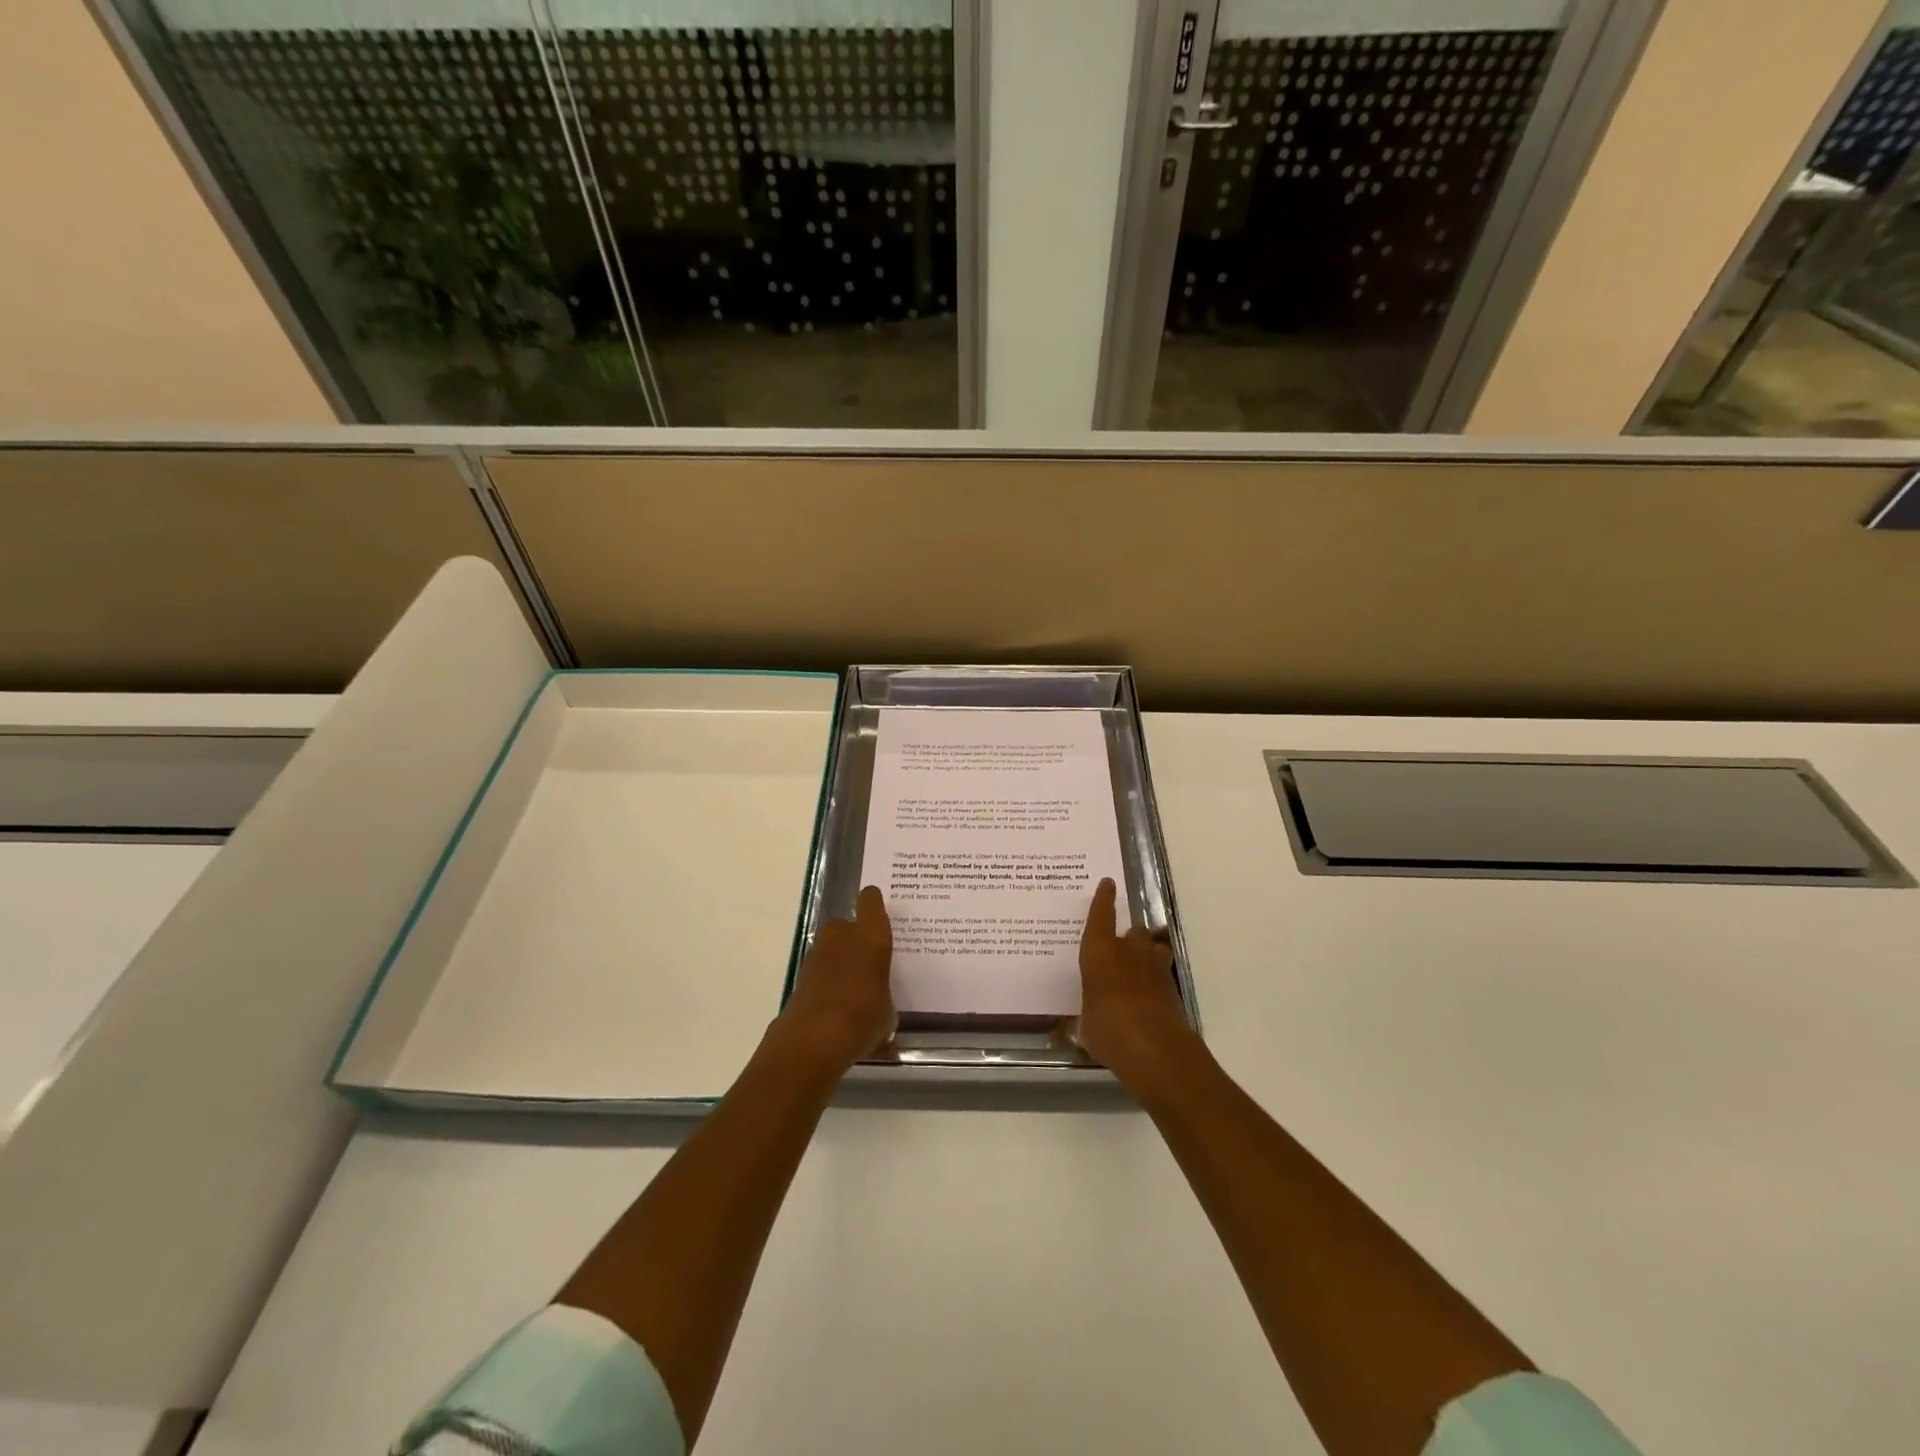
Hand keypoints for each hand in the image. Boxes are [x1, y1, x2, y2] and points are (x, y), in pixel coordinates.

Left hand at [774, 885, 896, 1072]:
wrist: (813, 1039)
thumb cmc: (863, 1017)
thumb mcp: (888, 1012)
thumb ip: (884, 998)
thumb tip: (880, 1007)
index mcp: (871, 936)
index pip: (871, 901)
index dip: (874, 904)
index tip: (879, 913)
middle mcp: (842, 936)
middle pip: (847, 924)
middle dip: (854, 939)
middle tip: (868, 961)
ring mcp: (817, 954)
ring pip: (831, 947)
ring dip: (839, 960)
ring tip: (853, 988)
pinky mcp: (800, 976)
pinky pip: (820, 970)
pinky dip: (826, 981)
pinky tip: (837, 1006)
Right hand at [1070, 878, 1198, 1094]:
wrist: (1158, 1051)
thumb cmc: (1109, 1031)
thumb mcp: (1084, 1029)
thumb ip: (1076, 1025)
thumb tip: (1056, 1036)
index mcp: (1099, 953)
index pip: (1101, 917)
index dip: (1104, 899)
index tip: (1108, 883)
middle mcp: (1128, 952)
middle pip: (1133, 931)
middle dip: (1128, 937)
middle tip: (1119, 949)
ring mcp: (1154, 967)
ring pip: (1152, 948)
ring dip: (1146, 954)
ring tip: (1137, 968)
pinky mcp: (1172, 987)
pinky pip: (1161, 972)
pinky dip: (1155, 979)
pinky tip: (1147, 995)